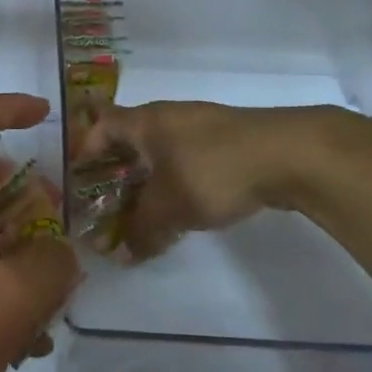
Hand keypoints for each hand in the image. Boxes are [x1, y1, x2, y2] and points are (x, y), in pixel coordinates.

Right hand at [77, 100, 322, 259]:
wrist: (290, 155)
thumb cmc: (213, 171)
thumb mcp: (169, 208)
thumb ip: (141, 231)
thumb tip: (121, 256)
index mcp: (146, 121)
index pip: (102, 125)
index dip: (86, 150)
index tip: (81, 183)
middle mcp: (170, 116)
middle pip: (131, 139)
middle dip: (118, 172)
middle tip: (109, 204)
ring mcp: (203, 125)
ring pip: (163, 150)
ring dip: (151, 178)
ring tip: (147, 211)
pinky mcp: (231, 140)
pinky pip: (190, 157)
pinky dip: (179, 179)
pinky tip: (187, 206)